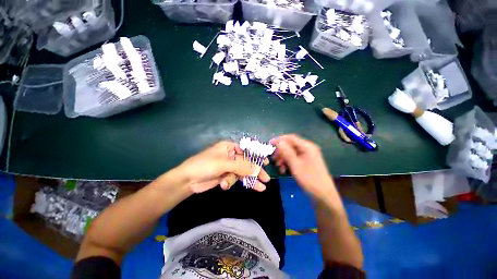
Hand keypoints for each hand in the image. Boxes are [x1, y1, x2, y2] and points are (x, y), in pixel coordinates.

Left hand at [174, 141, 269, 193]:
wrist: (187, 180)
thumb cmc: (204, 166)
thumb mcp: (223, 164)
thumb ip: (241, 166)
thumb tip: (257, 169)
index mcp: (229, 147)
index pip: (246, 150)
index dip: (256, 156)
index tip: (266, 162)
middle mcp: (230, 155)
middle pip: (246, 163)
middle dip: (255, 171)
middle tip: (266, 179)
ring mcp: (228, 166)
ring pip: (242, 172)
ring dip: (248, 180)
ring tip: (261, 188)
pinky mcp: (225, 175)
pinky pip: (235, 179)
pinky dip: (232, 183)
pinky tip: (225, 186)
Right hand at [271, 134, 334, 199]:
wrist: (323, 194)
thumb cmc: (309, 179)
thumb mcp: (295, 165)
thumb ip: (286, 152)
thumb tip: (279, 141)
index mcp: (307, 146)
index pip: (291, 138)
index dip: (279, 139)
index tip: (270, 144)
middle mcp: (308, 148)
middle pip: (291, 145)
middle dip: (281, 151)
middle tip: (273, 158)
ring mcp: (308, 155)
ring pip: (291, 152)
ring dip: (283, 158)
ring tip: (279, 166)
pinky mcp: (307, 161)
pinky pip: (295, 158)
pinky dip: (288, 162)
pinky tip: (284, 169)